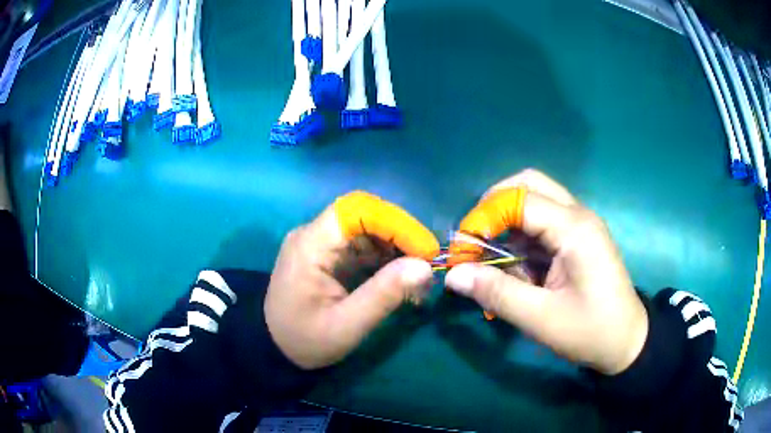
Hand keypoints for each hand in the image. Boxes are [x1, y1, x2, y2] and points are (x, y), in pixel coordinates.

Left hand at [265, 191, 439, 369]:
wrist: (275, 348)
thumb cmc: (305, 341)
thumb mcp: (346, 327)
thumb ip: (383, 295)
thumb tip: (425, 267)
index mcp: (310, 245)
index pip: (356, 210)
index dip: (395, 222)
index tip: (424, 250)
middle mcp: (314, 235)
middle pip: (365, 215)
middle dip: (401, 235)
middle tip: (427, 264)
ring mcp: (320, 244)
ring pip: (367, 229)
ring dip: (397, 247)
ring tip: (418, 276)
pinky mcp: (328, 255)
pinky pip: (362, 246)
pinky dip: (386, 258)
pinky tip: (401, 279)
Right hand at [444, 169, 647, 374]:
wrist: (625, 341)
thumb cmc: (590, 331)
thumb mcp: (540, 319)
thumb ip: (496, 293)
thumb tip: (452, 275)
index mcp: (575, 229)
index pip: (520, 200)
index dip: (485, 217)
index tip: (463, 248)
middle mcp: (578, 215)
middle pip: (529, 185)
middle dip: (495, 206)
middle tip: (475, 238)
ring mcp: (579, 225)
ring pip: (534, 202)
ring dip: (507, 225)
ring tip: (495, 262)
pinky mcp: (576, 239)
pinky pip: (541, 225)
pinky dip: (521, 240)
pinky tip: (516, 270)